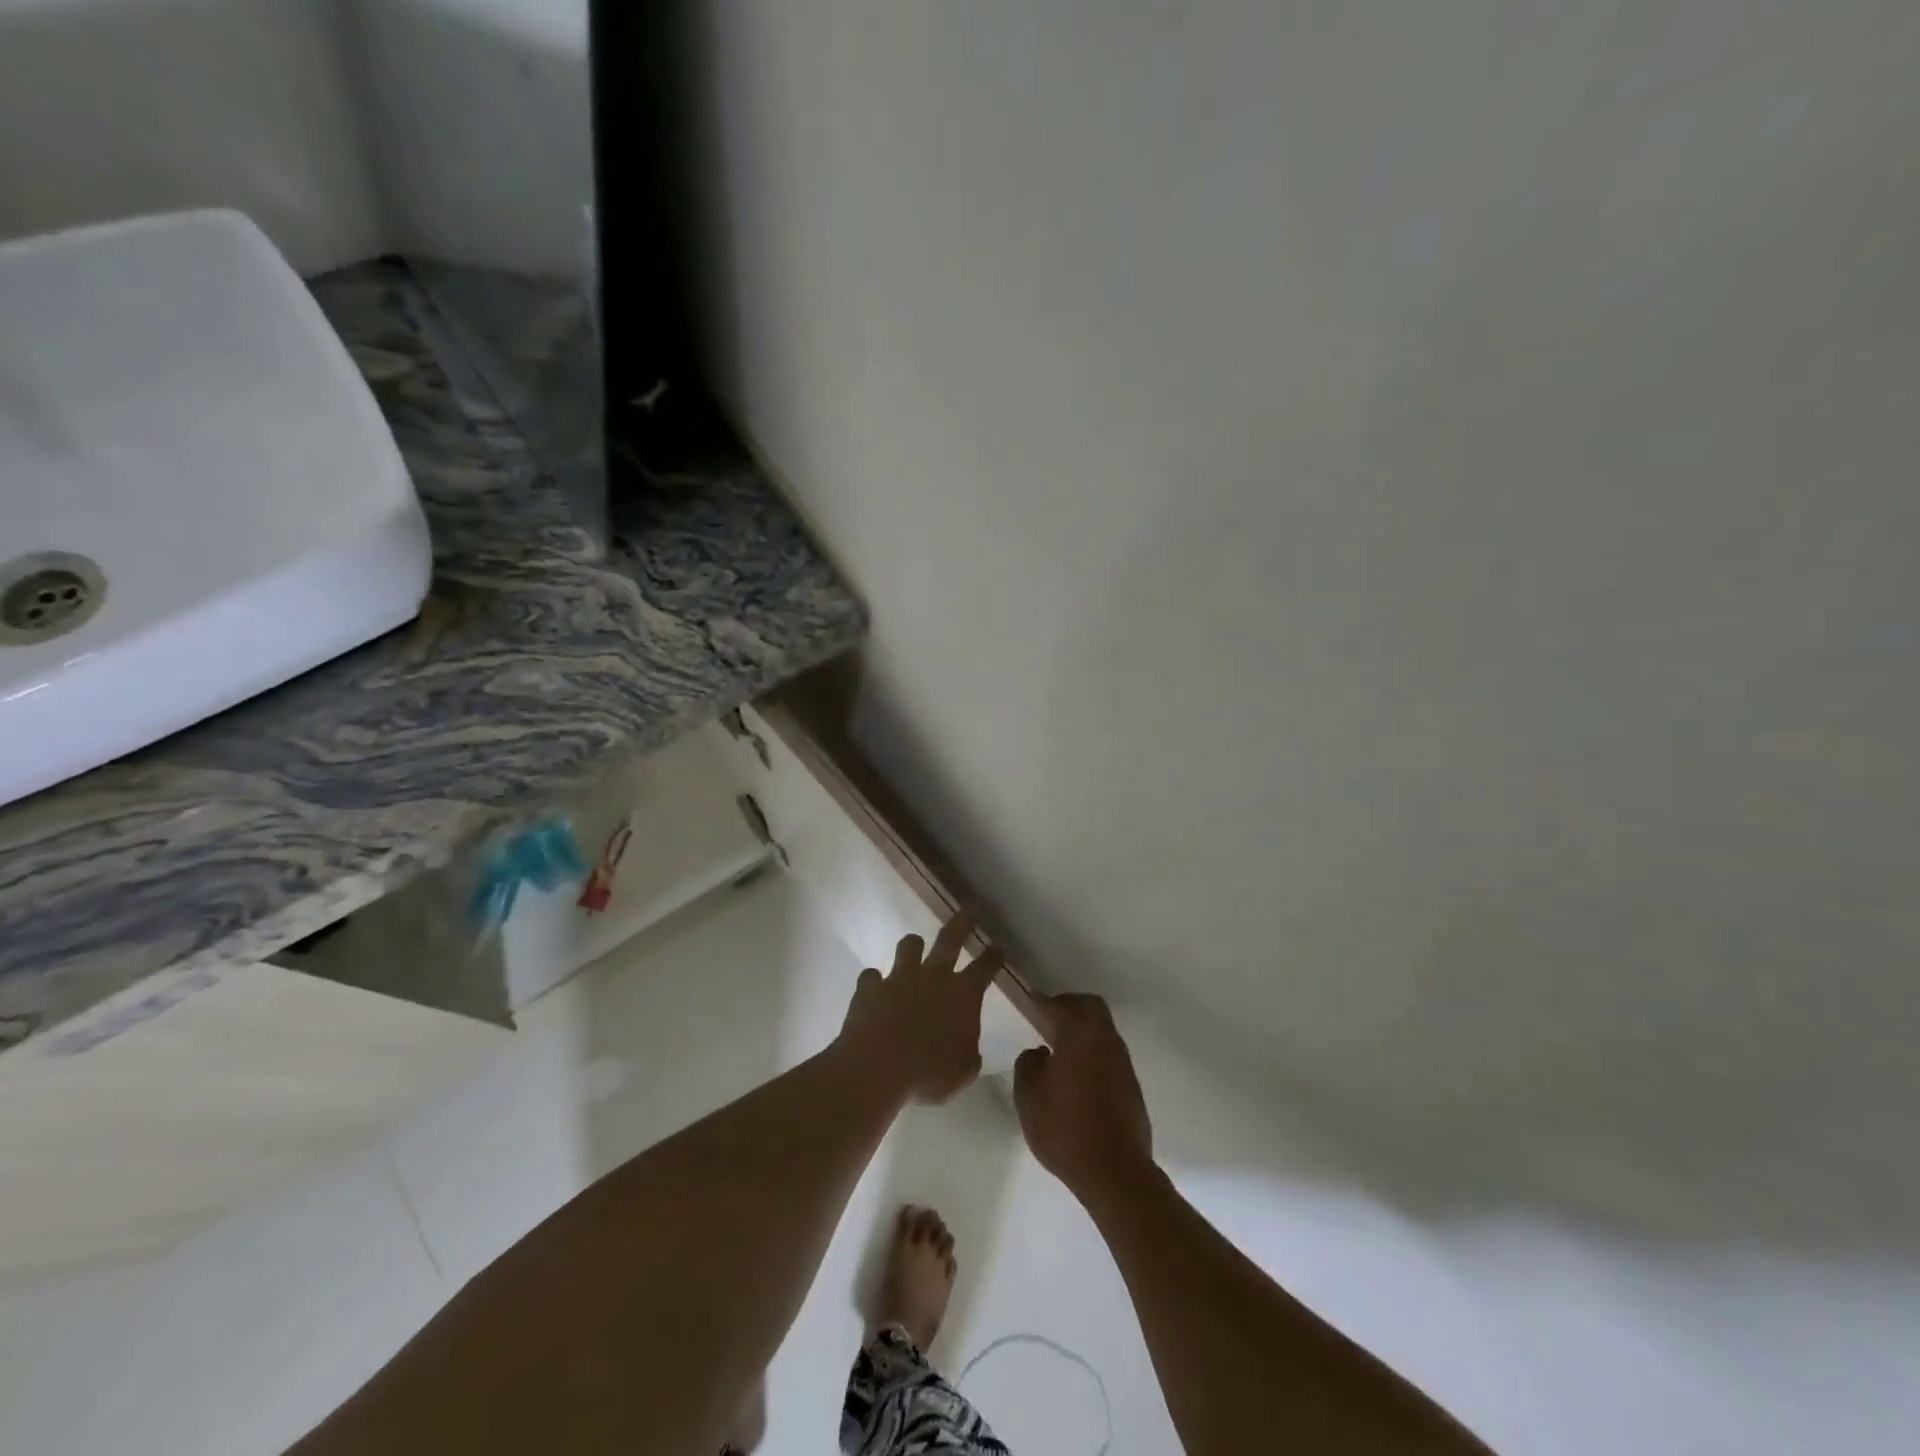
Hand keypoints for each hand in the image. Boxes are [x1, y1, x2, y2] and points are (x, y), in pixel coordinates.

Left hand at [839, 914, 1001, 1104]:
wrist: (878, 1067)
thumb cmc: (929, 1073)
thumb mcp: (962, 1073)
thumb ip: (968, 1057)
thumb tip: (969, 1051)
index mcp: (963, 995)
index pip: (985, 968)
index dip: (993, 957)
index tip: (997, 947)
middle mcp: (933, 977)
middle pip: (949, 939)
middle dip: (960, 925)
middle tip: (965, 914)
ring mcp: (899, 978)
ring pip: (908, 946)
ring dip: (912, 946)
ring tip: (913, 948)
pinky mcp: (870, 987)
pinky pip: (871, 976)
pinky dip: (874, 982)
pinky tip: (873, 989)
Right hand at [1014, 994, 1154, 1205]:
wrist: (1115, 1172)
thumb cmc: (1065, 1128)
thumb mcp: (1028, 1096)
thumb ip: (1028, 1065)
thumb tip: (1040, 1053)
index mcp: (1080, 1034)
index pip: (1060, 1005)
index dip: (1043, 1002)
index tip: (1031, 1004)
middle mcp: (1105, 1040)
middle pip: (1091, 1008)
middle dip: (1070, 1007)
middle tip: (1049, 1020)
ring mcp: (1123, 1063)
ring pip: (1103, 1031)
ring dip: (1084, 1031)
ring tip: (1061, 1051)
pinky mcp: (1131, 1086)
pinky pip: (1109, 1055)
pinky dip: (1093, 1054)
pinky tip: (1078, 1077)